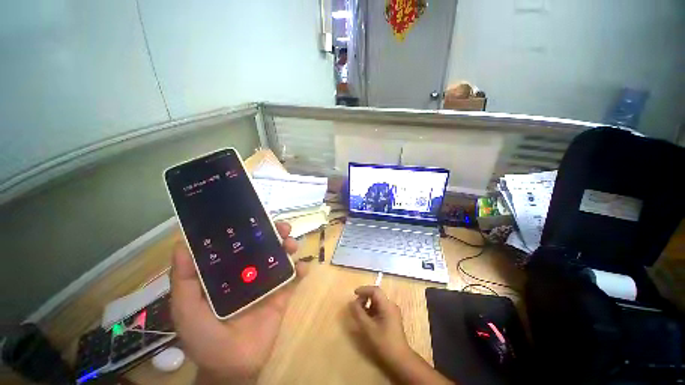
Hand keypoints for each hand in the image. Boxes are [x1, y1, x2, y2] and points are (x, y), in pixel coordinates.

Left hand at [171, 222, 304, 384]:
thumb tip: (181, 245)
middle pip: (265, 246)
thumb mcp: (186, 309)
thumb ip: (183, 280)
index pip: (241, 243)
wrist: (233, 365)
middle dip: (276, 233)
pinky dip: (301, 269)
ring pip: (281, 257)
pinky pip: (294, 278)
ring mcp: (267, 282)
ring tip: (292, 245)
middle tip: (283, 229)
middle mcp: (249, 272)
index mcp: (228, 271)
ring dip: (290, 246)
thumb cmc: (205, 336)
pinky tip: (303, 267)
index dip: (250, 228)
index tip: (257, 217)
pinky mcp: (281, 294)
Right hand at [350, 286, 453, 384]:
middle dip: (365, 297)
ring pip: (378, 302)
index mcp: (387, 305)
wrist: (400, 359)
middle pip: (376, 295)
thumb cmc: (384, 342)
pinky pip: (380, 308)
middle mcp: (391, 305)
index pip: (375, 290)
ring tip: (360, 313)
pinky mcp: (392, 318)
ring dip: (368, 304)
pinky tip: (367, 319)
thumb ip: (359, 313)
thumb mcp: (368, 328)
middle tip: (356, 305)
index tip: (354, 294)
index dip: (364, 290)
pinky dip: (372, 310)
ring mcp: (393, 311)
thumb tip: (352, 302)